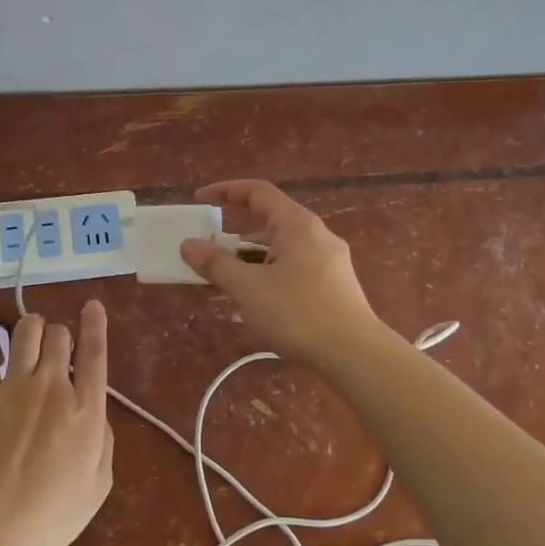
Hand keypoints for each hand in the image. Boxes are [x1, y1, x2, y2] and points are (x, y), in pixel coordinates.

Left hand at [0, 303, 113, 545]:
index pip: (95, 352)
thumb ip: (103, 443)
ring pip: (26, 331)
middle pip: (59, 334)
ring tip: (28, 341)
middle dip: (60, 335)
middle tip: (55, 351)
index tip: (91, 306)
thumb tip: (96, 417)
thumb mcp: (99, 485)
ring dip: (31, 329)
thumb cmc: (53, 513)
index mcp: (87, 409)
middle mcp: (54, 386)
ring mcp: (15, 386)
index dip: (95, 324)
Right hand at [179, 179, 384, 366]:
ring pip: (280, 252)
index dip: (226, 191)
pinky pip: (293, 271)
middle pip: (268, 225)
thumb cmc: (297, 313)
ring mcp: (329, 262)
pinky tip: (254, 306)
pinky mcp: (334, 287)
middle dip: (234, 240)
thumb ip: (216, 264)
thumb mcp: (248, 288)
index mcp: (297, 224)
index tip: (200, 200)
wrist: (355, 354)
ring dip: (249, 264)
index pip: (258, 192)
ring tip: (224, 287)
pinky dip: (268, 279)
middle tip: (207, 258)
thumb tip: (189, 244)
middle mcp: (317, 236)